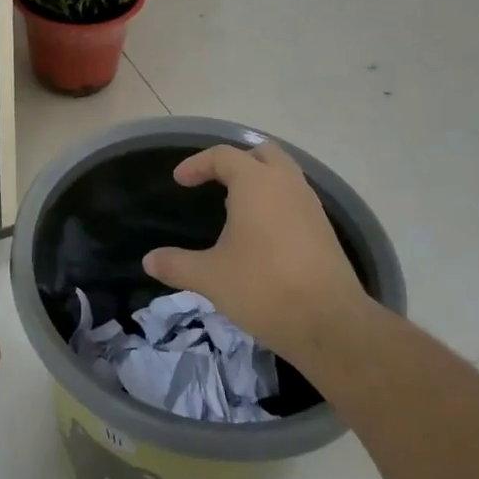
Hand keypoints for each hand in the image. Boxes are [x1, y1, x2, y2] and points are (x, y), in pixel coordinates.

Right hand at [143, 141, 371, 372]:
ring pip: (284, 175)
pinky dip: (276, 202)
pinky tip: (261, 233)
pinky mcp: (325, 231)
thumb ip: (176, 264)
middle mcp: (286, 185)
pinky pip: (296, 199)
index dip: (197, 164)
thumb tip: (148, 261)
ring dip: (259, 180)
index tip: (180, 181)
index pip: (223, 156)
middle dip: (236, 162)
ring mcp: (311, 207)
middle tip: (214, 181)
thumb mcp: (210, 277)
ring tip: (235, 207)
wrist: (330, 324)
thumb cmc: (263, 288)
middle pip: (262, 153)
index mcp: (256, 184)